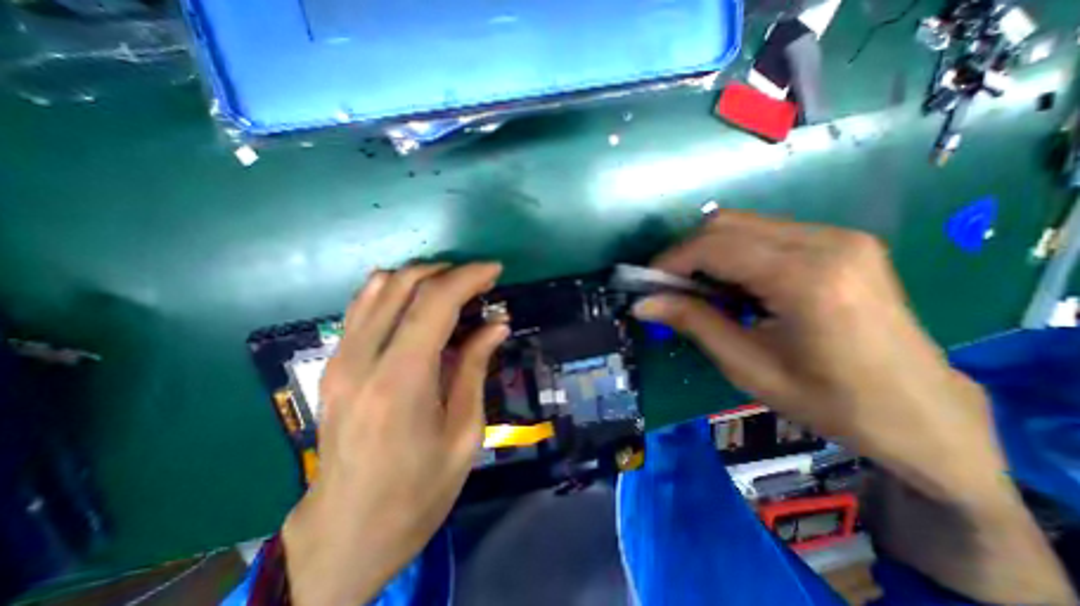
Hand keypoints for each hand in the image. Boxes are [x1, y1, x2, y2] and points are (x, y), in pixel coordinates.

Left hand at [281, 263, 510, 605]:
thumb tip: (496, 325)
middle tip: (480, 282)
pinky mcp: (334, 364)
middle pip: (403, 285)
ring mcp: (340, 359)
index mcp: (400, 383)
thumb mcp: (464, 434)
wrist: (345, 534)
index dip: (468, 278)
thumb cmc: (417, 493)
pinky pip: (363, 306)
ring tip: (455, 288)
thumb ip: (475, 368)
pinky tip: (419, 301)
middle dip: (448, 272)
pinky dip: (395, 290)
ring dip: (422, 277)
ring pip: (378, 288)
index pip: (434, 303)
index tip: (495, 271)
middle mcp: (361, 360)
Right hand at [635, 211, 1074, 600]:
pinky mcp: (840, 241)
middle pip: (725, 224)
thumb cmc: (830, 401)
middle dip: (685, 253)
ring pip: (742, 224)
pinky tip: (732, 284)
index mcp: (806, 279)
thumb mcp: (747, 366)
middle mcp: (826, 242)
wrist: (920, 412)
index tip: (647, 285)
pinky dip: (733, 253)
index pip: (714, 247)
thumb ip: (693, 323)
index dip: (670, 261)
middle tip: (667, 287)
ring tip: (697, 289)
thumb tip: (642, 304)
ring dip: (707, 252)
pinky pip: (764, 233)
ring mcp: (838, 236)